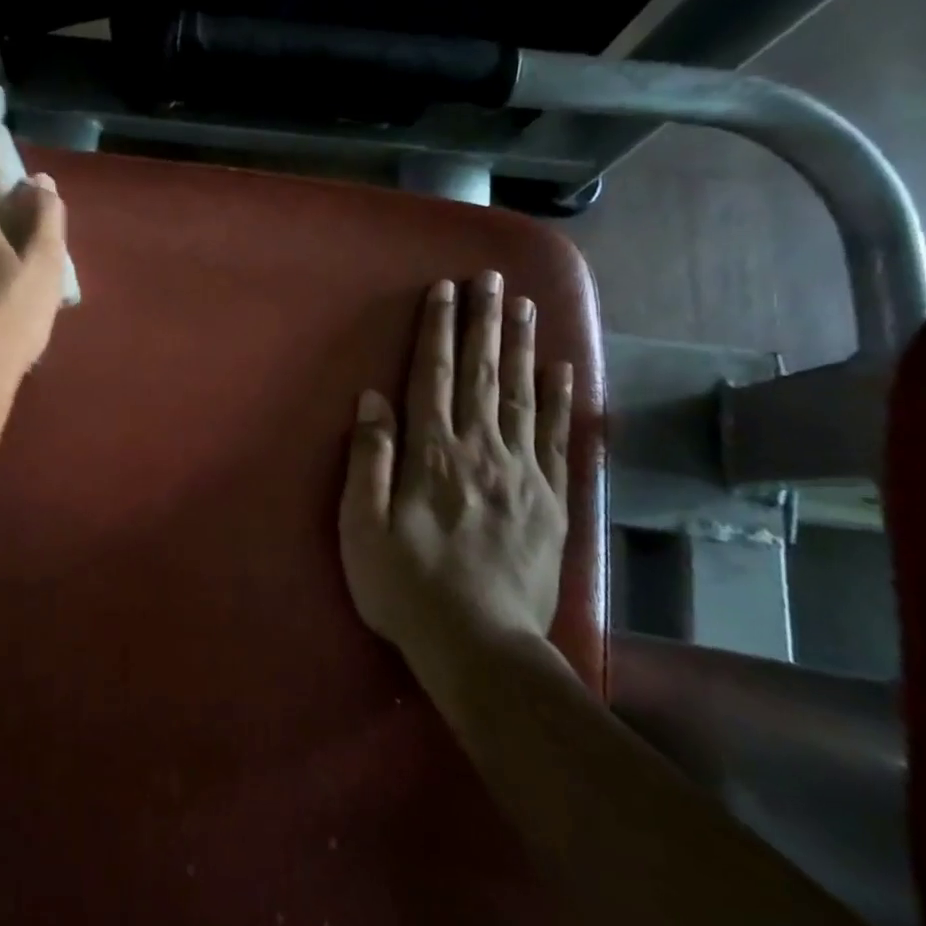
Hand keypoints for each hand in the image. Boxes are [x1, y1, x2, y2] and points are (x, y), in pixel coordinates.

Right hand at [338, 271, 573, 653]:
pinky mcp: (552, 500)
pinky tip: (563, 370)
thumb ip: (368, 458)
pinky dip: (562, 400)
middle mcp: (480, 451)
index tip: (443, 290)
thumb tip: (371, 398)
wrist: (482, 648)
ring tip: (524, 306)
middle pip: (483, 375)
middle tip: (490, 278)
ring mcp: (523, 474)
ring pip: (522, 396)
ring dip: (520, 347)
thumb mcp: (361, 526)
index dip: (437, 330)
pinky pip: (559, 439)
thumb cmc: (406, 586)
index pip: (433, 378)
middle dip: (483, 322)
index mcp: (431, 455)